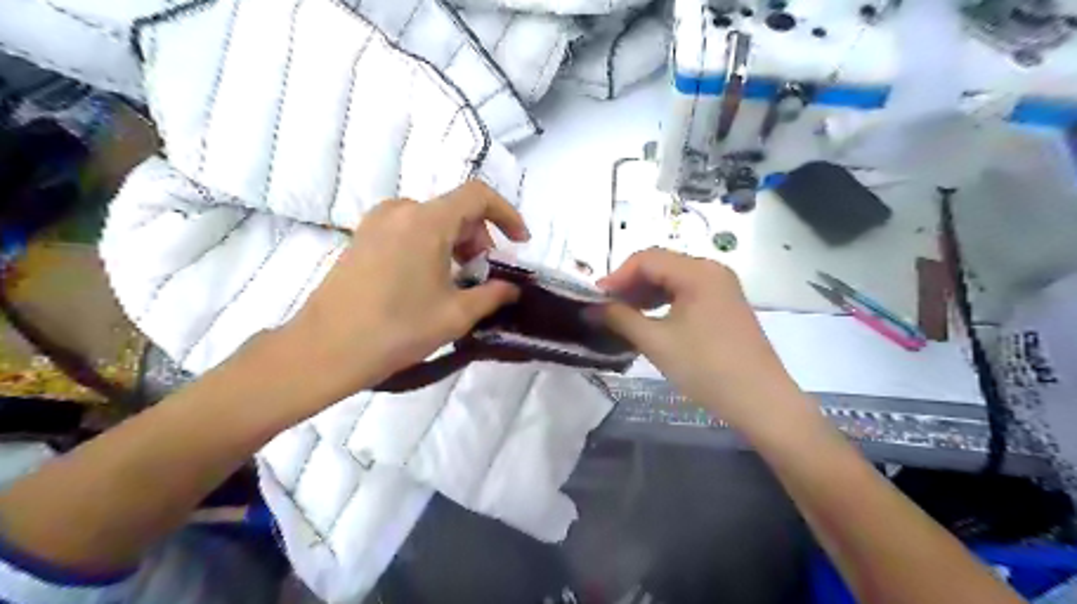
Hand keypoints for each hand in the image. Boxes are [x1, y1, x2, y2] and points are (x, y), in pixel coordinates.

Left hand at [275, 182, 528, 403]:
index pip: (478, 196)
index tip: (520, 242)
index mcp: (426, 221)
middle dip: (480, 237)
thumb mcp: (455, 314)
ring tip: (458, 280)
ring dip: (455, 242)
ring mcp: (376, 222)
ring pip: (432, 219)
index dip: (507, 214)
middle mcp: (400, 211)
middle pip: (455, 209)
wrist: (325, 349)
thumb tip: (512, 288)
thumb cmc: (396, 329)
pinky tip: (429, 280)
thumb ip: (492, 295)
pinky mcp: (362, 237)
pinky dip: (431, 245)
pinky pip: (409, 229)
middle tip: (484, 273)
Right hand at [597, 247, 816, 435]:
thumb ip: (620, 318)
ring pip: (672, 280)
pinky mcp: (725, 305)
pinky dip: (663, 303)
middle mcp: (711, 270)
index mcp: (697, 271)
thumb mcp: (656, 342)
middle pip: (660, 265)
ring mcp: (721, 287)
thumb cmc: (706, 368)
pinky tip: (650, 321)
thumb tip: (590, 309)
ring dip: (644, 294)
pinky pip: (686, 293)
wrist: (761, 401)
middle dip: (629, 285)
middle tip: (606, 309)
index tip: (594, 301)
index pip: (646, 259)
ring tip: (623, 317)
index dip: (616, 277)